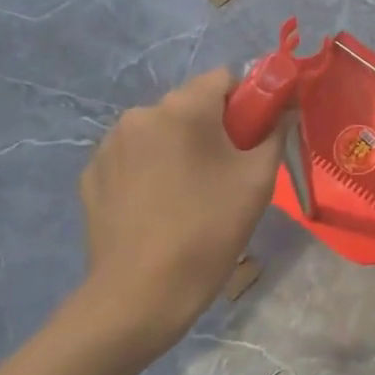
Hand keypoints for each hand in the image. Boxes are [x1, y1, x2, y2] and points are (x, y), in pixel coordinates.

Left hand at [75, 68, 285, 352]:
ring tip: (189, 193)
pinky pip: (133, 157)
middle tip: (227, 171)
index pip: (224, 78)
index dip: (246, 101)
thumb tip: (284, 112)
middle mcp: (141, 114)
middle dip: (212, 126)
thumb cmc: (208, 230)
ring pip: (160, 130)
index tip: (254, 137)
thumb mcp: (257, 180)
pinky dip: (149, 169)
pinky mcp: (91, 176)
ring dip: (178, 146)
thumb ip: (275, 133)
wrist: (139, 296)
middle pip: (190, 104)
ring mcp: (109, 145)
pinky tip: (157, 207)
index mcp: (183, 108)